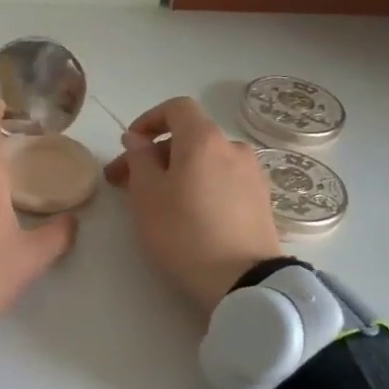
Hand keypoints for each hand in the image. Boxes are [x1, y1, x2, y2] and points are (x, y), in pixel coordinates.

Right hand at [103, 96, 281, 313]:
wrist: (244, 280)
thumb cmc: (184, 233)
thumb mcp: (147, 196)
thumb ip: (139, 159)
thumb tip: (137, 139)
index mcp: (204, 139)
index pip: (177, 108)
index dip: (149, 120)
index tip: (130, 145)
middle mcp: (233, 147)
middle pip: (190, 137)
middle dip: (156, 154)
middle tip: (127, 183)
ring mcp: (252, 174)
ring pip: (207, 160)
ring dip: (179, 171)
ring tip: (158, 202)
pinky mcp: (261, 200)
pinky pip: (224, 180)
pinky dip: (202, 185)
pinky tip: (190, 214)